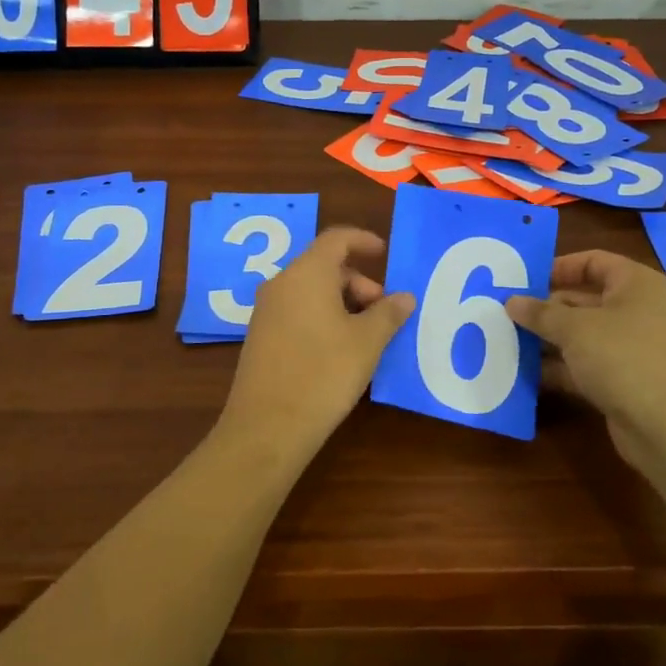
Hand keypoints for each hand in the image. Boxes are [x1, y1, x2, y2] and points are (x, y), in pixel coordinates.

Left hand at [221, 227, 415, 455]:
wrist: (267, 426)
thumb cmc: (324, 373)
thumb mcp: (366, 342)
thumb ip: (388, 314)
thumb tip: (404, 297)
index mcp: (307, 273)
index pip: (336, 239)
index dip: (363, 240)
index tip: (385, 254)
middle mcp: (281, 284)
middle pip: (324, 266)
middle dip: (358, 282)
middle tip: (383, 312)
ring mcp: (266, 311)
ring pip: (310, 290)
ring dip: (342, 302)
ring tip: (366, 335)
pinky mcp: (261, 336)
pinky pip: (297, 310)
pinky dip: (322, 316)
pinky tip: (339, 349)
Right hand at [505, 251, 665, 472]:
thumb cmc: (624, 359)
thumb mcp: (575, 329)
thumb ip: (540, 313)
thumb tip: (512, 301)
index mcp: (636, 285)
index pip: (593, 261)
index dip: (558, 267)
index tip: (523, 280)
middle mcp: (638, 311)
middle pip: (584, 299)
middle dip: (546, 307)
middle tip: (506, 312)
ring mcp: (633, 348)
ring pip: (582, 335)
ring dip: (548, 339)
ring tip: (507, 340)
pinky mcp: (625, 381)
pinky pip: (585, 365)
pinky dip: (559, 367)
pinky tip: (525, 372)